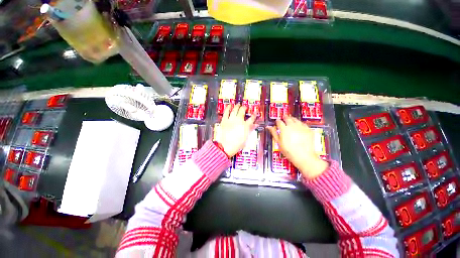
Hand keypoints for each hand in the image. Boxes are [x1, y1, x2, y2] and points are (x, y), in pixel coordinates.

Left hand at [217, 104, 256, 156]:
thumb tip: (255, 125)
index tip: (255, 113)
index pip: (252, 118)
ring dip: (237, 106)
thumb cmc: (236, 145)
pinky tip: (229, 105)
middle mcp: (238, 121)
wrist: (225, 147)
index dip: (254, 115)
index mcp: (245, 126)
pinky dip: (228, 108)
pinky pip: (226, 112)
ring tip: (238, 104)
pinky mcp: (224, 121)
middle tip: (245, 107)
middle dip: (245, 108)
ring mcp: (231, 120)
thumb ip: (250, 130)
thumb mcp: (246, 138)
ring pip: (235, 110)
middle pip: (242, 111)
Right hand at [268, 115, 328, 178]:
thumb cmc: (288, 151)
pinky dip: (300, 123)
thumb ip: (273, 133)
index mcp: (284, 129)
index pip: (279, 122)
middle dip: (285, 117)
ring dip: (292, 119)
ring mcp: (301, 127)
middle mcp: (293, 126)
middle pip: (288, 118)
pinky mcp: (308, 130)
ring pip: (296, 120)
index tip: (277, 122)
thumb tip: (268, 126)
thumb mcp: (279, 142)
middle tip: (284, 117)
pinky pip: (303, 124)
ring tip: (291, 120)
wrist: (304, 156)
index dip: (277, 121)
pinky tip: (299, 126)